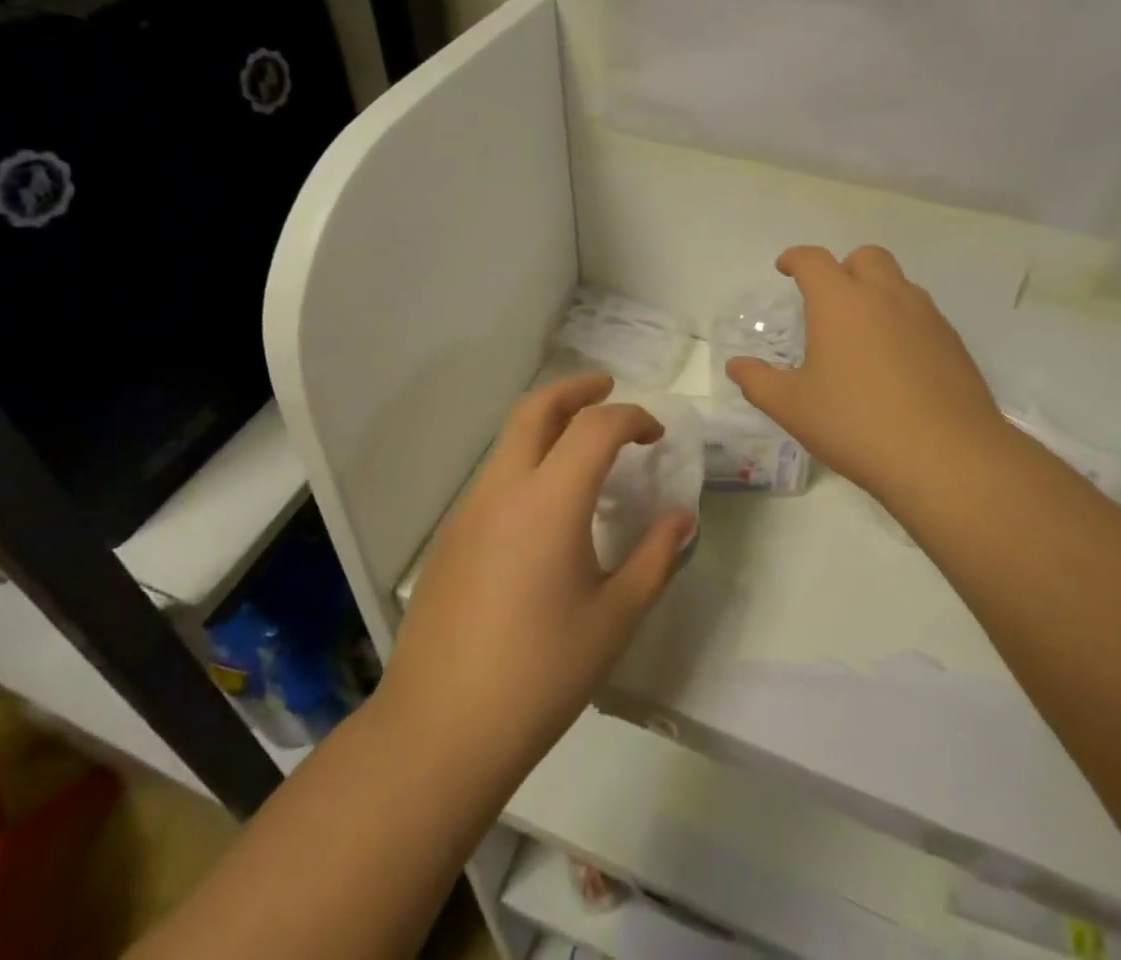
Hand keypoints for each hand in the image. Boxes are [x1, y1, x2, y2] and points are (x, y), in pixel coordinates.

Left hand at [377, 375, 696, 776]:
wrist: (440, 730)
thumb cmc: (541, 674)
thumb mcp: (615, 618)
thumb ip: (655, 558)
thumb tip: (680, 518)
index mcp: (549, 501)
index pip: (595, 427)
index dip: (632, 418)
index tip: (655, 435)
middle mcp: (504, 489)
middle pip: (536, 408)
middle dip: (576, 389)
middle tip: (608, 389)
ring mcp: (469, 510)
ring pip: (509, 438)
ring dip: (548, 424)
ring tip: (584, 447)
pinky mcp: (451, 537)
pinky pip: (495, 476)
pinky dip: (527, 460)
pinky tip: (546, 506)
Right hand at [728, 245, 1007, 498]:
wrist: (947, 458)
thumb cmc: (857, 424)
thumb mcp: (794, 407)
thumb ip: (759, 382)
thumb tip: (736, 367)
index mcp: (840, 301)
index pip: (814, 260)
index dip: (795, 259)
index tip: (785, 269)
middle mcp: (886, 296)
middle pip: (865, 257)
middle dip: (843, 268)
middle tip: (829, 301)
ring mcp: (926, 316)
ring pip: (899, 283)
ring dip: (877, 292)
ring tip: (862, 334)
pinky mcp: (954, 342)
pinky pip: (923, 314)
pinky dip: (903, 321)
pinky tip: (897, 363)